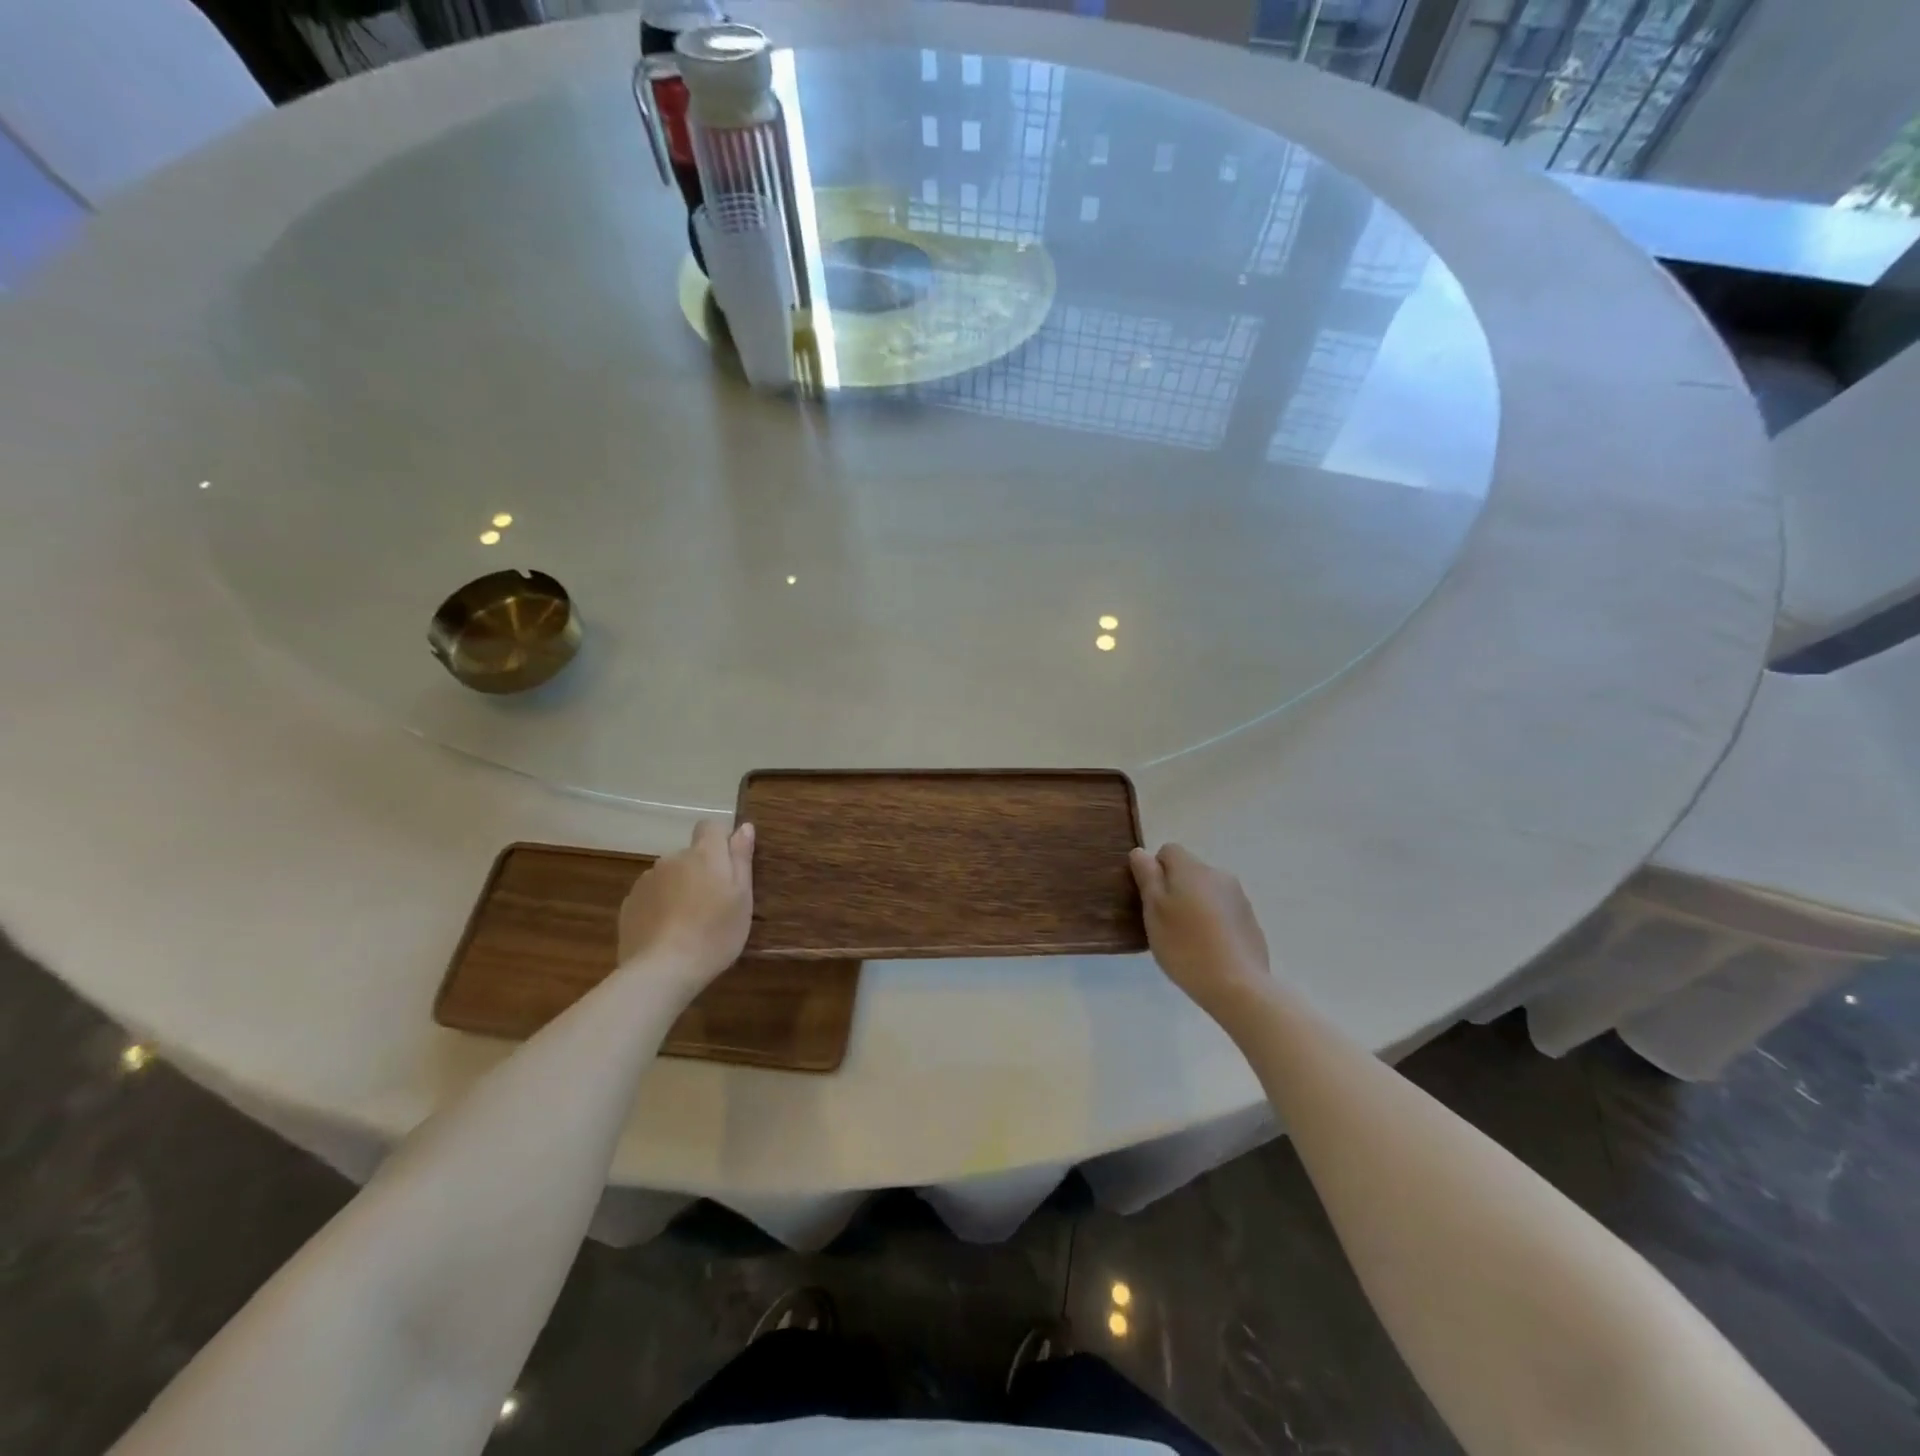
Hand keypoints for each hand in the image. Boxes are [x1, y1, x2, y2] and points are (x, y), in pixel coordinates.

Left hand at [617, 820, 754, 990]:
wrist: (662, 970)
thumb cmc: (714, 933)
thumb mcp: (742, 897)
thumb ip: (741, 858)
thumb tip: (744, 827)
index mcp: (703, 854)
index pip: (710, 827)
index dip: (720, 841)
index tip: (729, 869)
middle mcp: (672, 859)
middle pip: (690, 855)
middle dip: (700, 871)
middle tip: (713, 905)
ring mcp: (646, 881)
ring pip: (669, 876)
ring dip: (679, 888)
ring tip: (688, 923)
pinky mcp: (629, 904)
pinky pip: (651, 896)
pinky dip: (660, 906)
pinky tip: (667, 932)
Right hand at [1129, 843, 1270, 1020]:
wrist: (1238, 986)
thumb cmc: (1185, 946)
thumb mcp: (1154, 910)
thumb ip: (1147, 877)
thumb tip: (1141, 852)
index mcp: (1192, 868)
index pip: (1168, 851)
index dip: (1155, 871)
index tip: (1151, 900)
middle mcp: (1218, 875)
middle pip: (1189, 871)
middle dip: (1175, 889)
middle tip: (1165, 923)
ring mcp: (1238, 898)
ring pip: (1206, 892)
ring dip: (1194, 905)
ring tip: (1188, 940)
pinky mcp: (1250, 921)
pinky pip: (1223, 911)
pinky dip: (1213, 922)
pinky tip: (1209, 949)